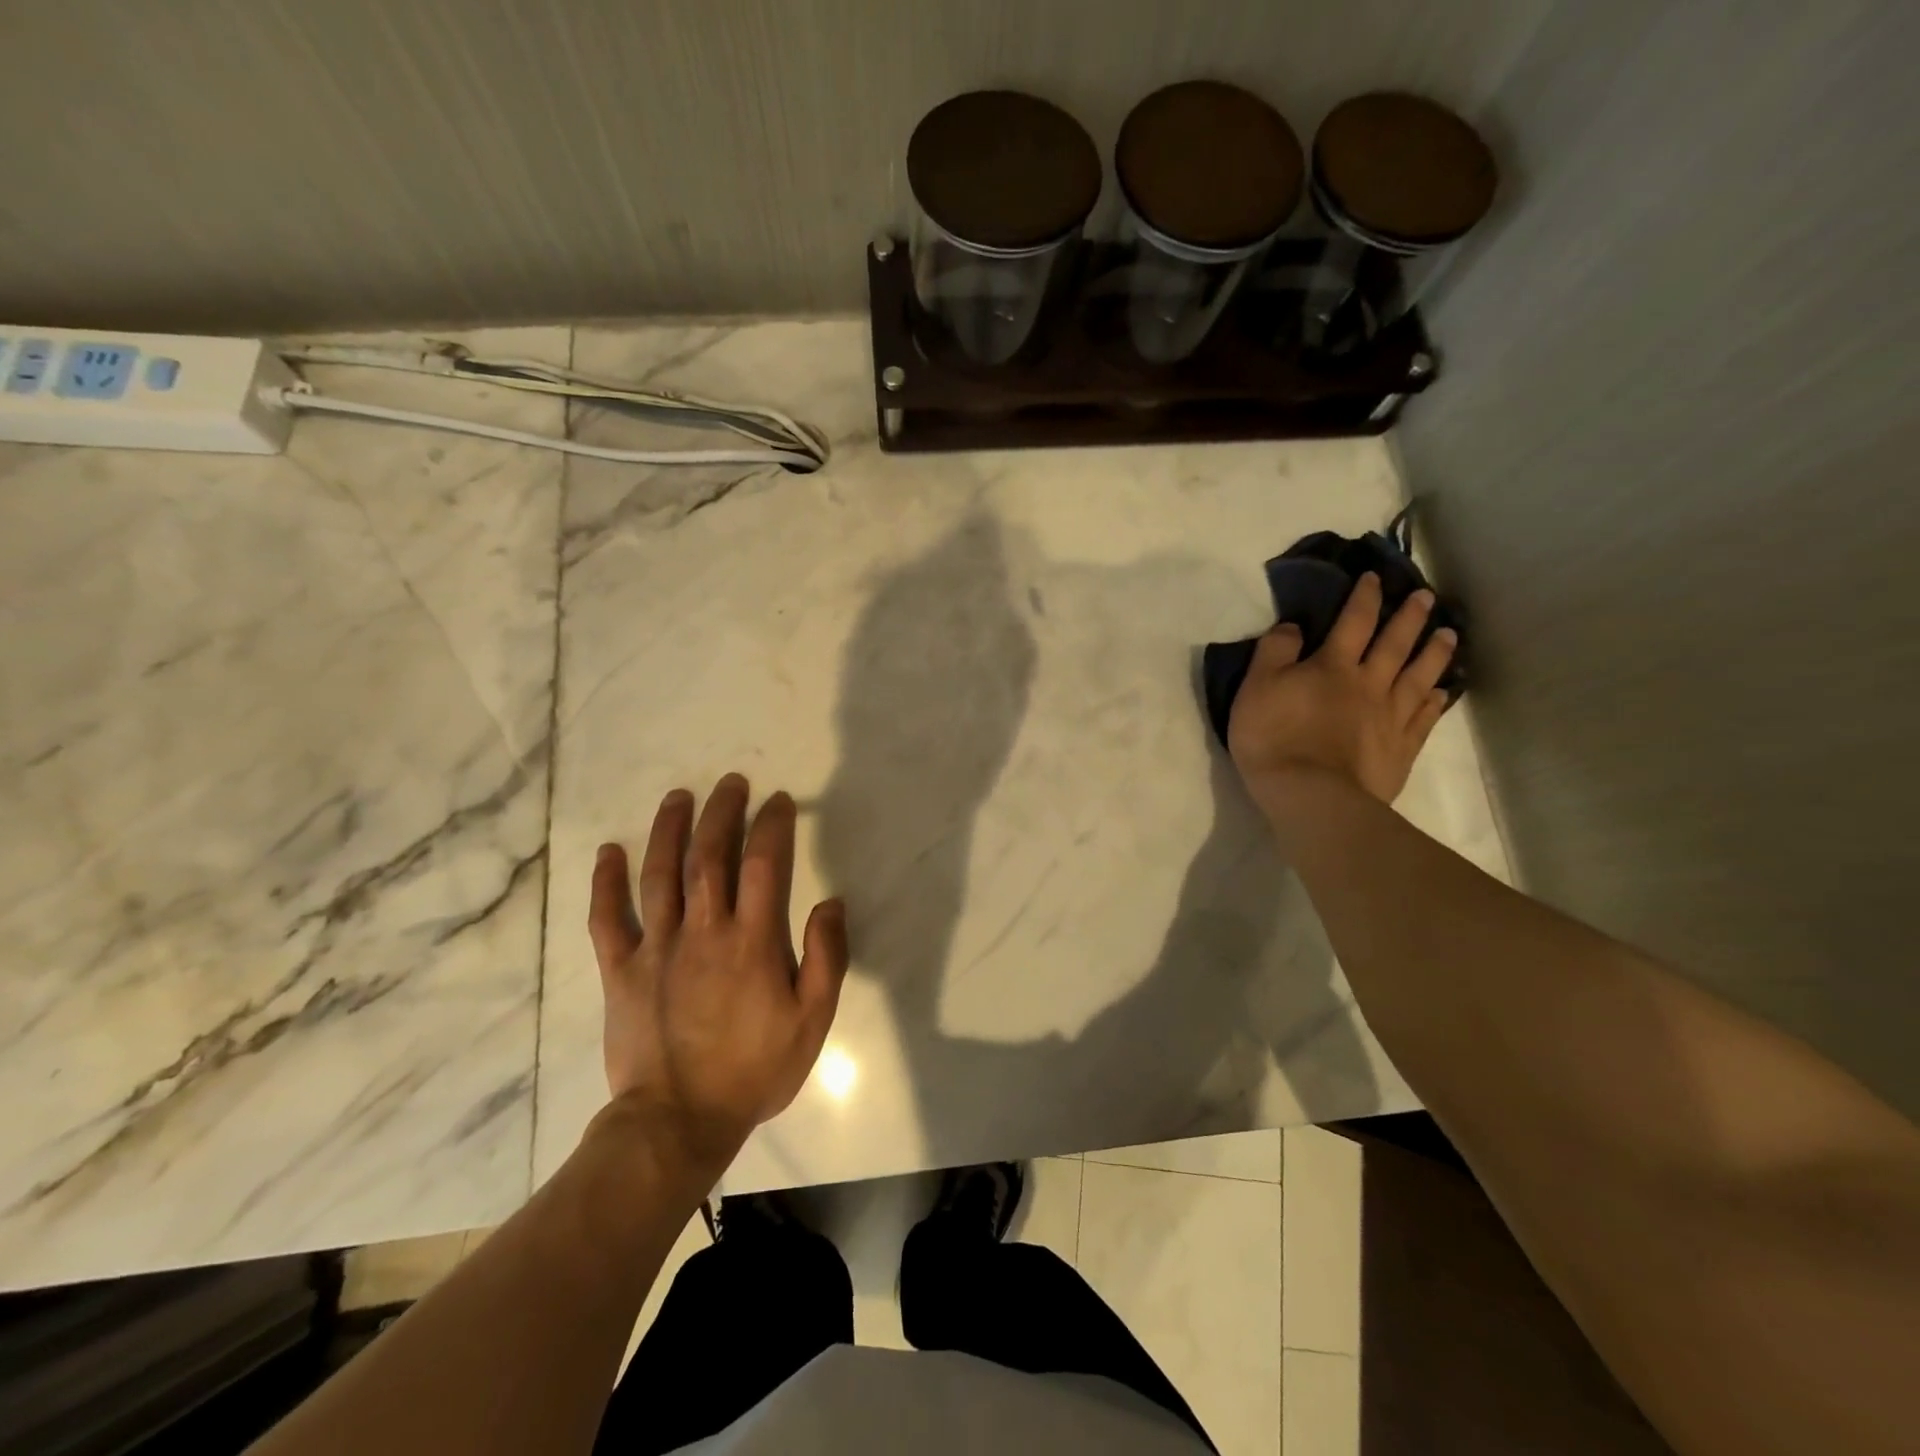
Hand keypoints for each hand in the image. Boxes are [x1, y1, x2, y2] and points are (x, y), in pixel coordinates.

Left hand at [587, 774, 848, 1167]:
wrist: (678, 1123)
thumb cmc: (754, 1071)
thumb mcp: (812, 1021)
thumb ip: (827, 958)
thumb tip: (829, 902)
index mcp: (751, 941)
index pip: (764, 864)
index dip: (772, 826)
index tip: (779, 801)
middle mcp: (702, 931)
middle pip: (710, 856)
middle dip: (722, 812)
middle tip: (731, 782)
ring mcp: (656, 948)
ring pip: (659, 874)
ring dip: (669, 830)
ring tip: (679, 796)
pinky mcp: (621, 971)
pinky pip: (607, 918)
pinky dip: (605, 882)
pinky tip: (609, 852)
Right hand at [1227, 572, 1457, 811]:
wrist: (1310, 795)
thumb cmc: (1274, 738)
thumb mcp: (1256, 688)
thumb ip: (1274, 652)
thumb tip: (1295, 625)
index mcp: (1333, 666)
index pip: (1353, 622)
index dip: (1364, 597)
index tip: (1374, 578)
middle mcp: (1369, 683)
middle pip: (1395, 644)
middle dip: (1409, 617)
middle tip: (1427, 596)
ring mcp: (1390, 717)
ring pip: (1419, 676)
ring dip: (1434, 653)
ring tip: (1449, 634)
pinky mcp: (1401, 749)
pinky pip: (1423, 718)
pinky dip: (1435, 701)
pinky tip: (1443, 692)